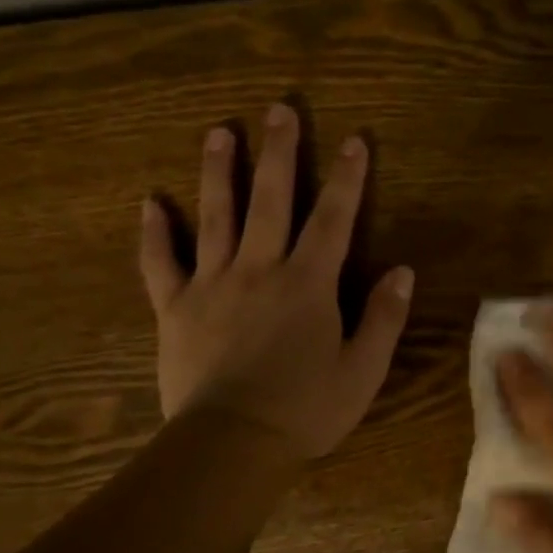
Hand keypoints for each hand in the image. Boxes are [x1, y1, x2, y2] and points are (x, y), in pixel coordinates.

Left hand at [138, 104, 413, 456]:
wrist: (232, 443)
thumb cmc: (307, 409)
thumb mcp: (363, 370)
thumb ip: (384, 317)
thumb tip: (402, 271)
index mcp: (309, 285)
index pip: (333, 219)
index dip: (347, 179)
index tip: (354, 140)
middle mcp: (260, 270)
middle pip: (270, 200)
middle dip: (278, 153)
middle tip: (279, 109)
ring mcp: (212, 286)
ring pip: (215, 217)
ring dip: (218, 172)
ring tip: (218, 132)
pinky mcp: (175, 309)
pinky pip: (161, 264)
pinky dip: (155, 233)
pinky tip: (150, 202)